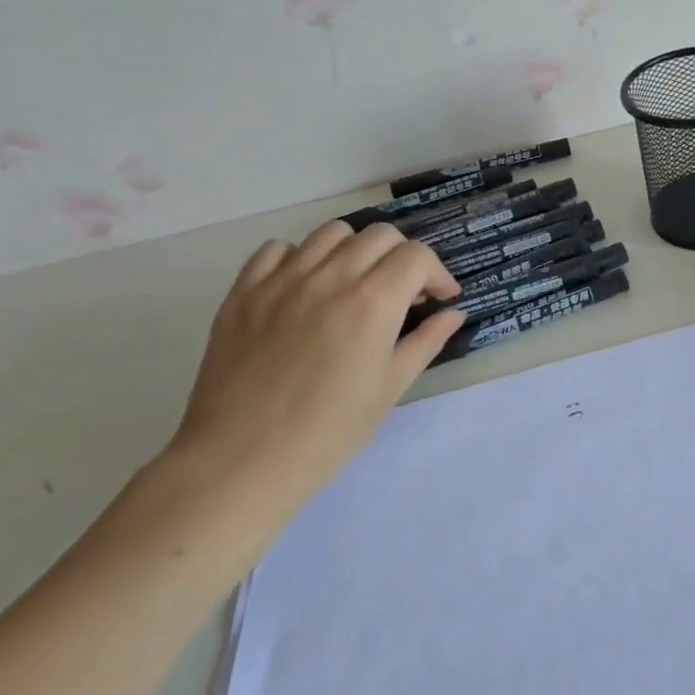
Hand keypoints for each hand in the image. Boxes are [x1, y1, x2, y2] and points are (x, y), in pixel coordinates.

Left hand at [161, 220, 465, 533]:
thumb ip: (427, 341)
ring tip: (355, 283)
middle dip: (403, 257)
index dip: (437, 273)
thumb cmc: (328, 432)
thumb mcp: (390, 388)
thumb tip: (453, 313)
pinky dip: (301, 258)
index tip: (439, 299)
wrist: (241, 461)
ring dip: (355, 250)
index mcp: (372, 303)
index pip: (416, 255)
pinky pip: (277, 249)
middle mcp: (330, 278)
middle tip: (402, 293)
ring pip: (332, 233)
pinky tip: (306, 287)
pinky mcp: (243, 292)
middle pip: (380, 235)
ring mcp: (282, 281)